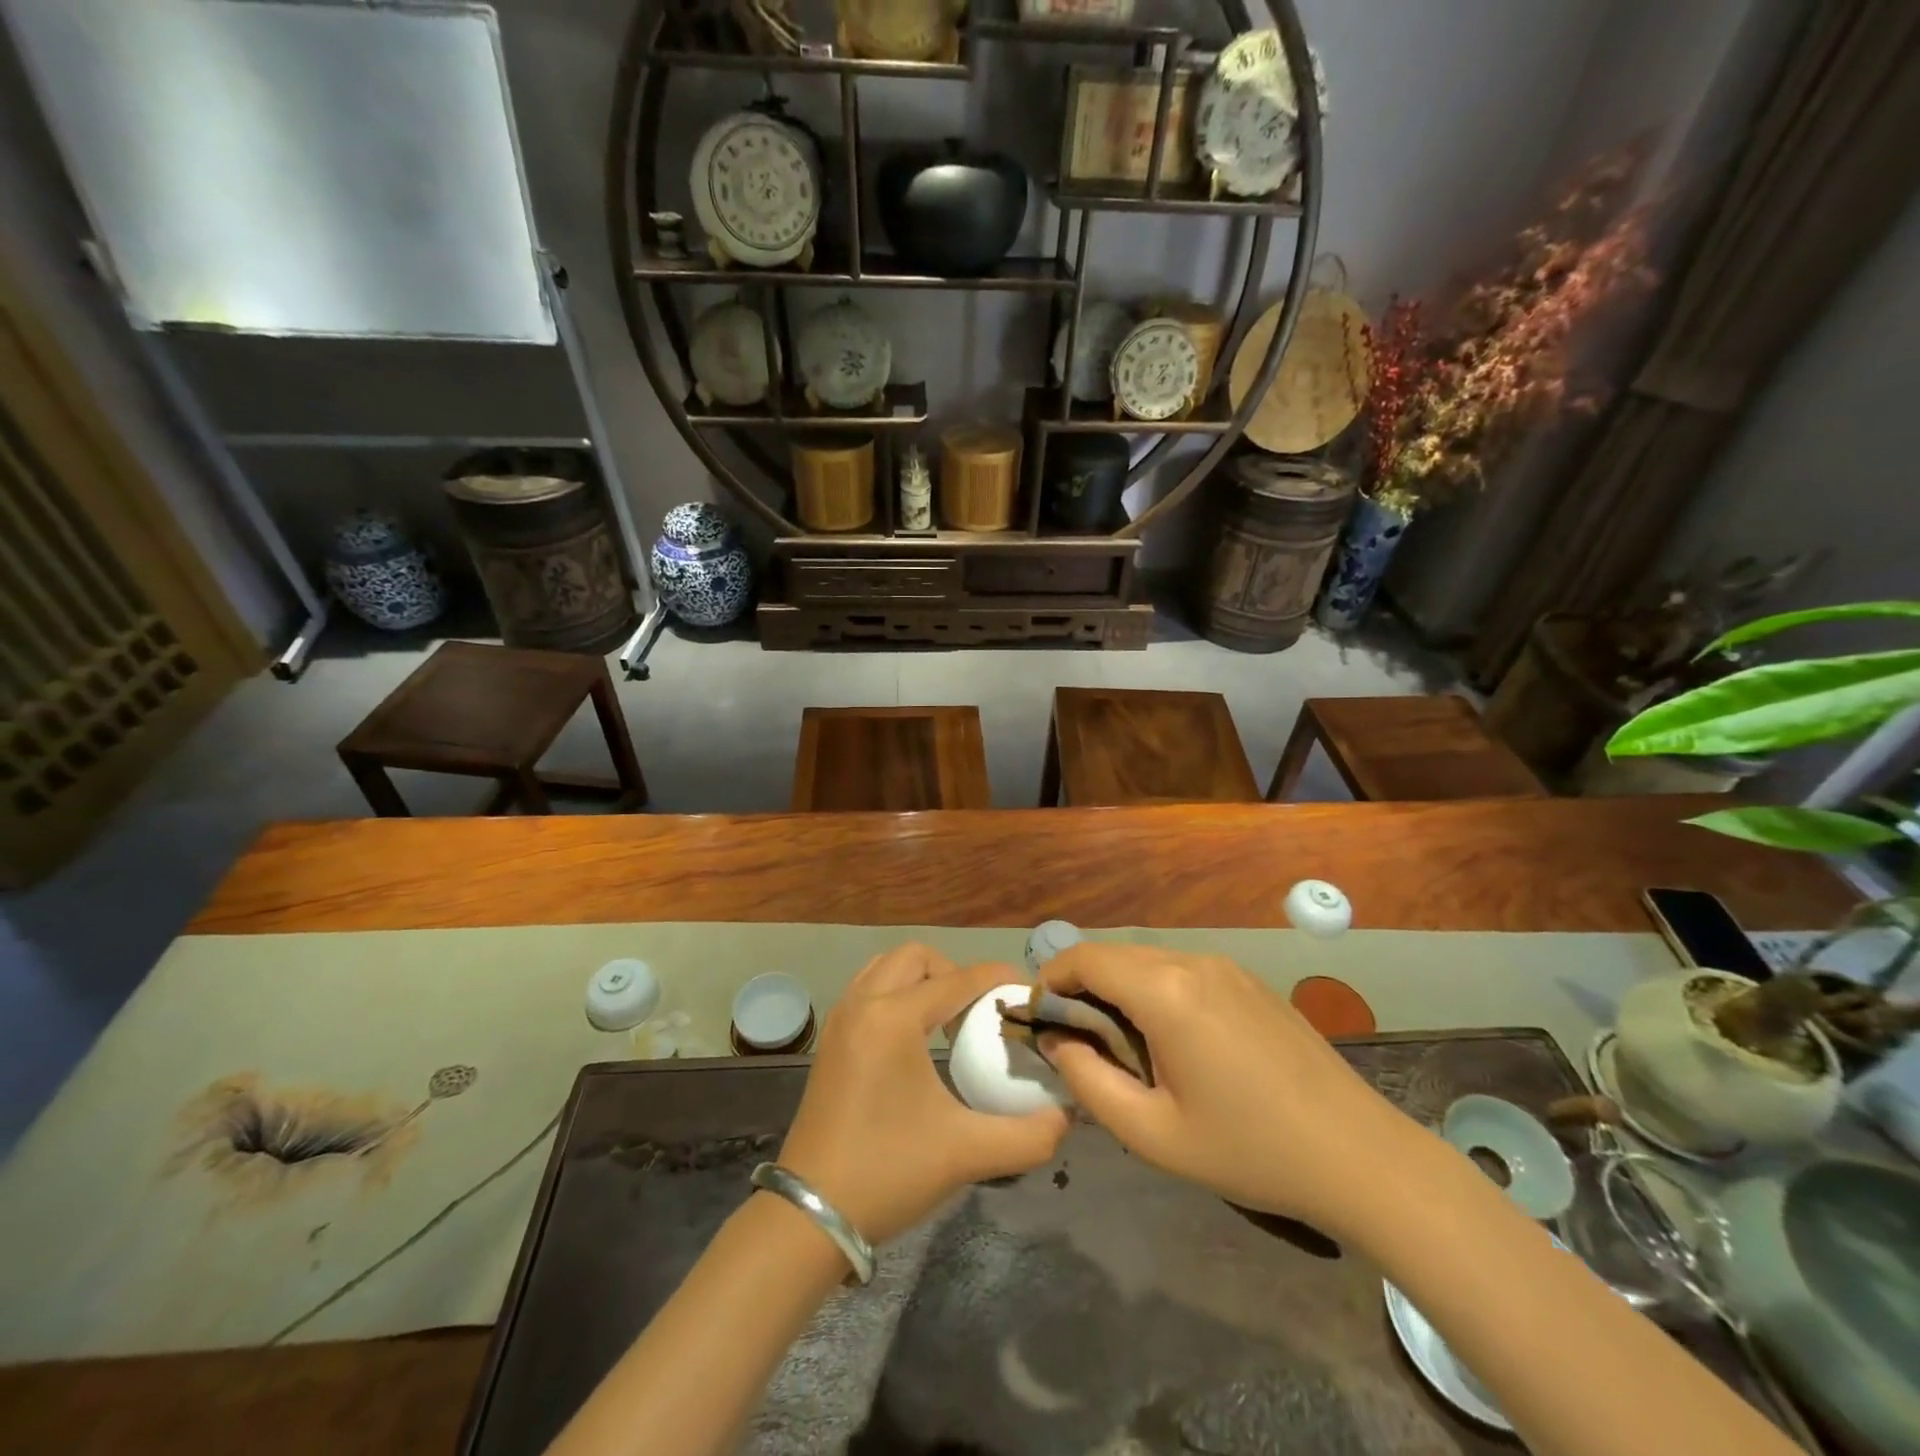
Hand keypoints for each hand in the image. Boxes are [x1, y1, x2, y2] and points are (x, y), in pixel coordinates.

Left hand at [777, 944, 1069, 1246]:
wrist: (810, 1215)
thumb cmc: (888, 1173)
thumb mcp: (966, 1154)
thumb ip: (1028, 1135)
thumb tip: (1066, 1117)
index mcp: (893, 1018)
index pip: (957, 980)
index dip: (997, 978)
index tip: (1027, 989)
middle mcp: (863, 1003)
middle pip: (916, 957)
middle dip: (954, 972)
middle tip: (979, 1010)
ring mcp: (840, 1019)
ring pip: (886, 967)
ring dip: (921, 979)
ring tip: (948, 1020)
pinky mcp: (830, 1039)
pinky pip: (867, 989)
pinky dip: (895, 994)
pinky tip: (914, 1038)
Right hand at [1038, 943, 1418, 1238]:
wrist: (1357, 1155)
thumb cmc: (1248, 1150)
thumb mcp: (1152, 1133)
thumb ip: (1088, 1082)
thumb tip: (1058, 1041)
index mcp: (1166, 991)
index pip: (1086, 958)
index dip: (1051, 978)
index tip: (1038, 1017)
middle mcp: (1193, 961)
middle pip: (1115, 954)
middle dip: (1082, 985)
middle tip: (1073, 1037)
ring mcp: (1226, 966)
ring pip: (1148, 960)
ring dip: (1119, 987)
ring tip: (1119, 1042)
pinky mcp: (1248, 980)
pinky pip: (1182, 970)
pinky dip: (1154, 989)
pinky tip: (1170, 1038)